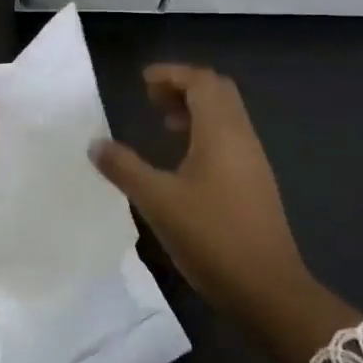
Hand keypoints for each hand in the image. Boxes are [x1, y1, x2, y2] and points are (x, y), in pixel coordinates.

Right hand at [92, 64, 360, 362]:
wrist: (267, 288)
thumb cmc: (211, 237)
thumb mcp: (158, 201)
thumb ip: (124, 168)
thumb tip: (95, 143)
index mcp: (221, 132)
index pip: (201, 81)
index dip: (172, 74)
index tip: (142, 81)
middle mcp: (242, 137)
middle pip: (218, 93)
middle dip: (184, 87)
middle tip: (151, 99)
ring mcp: (253, 161)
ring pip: (226, 117)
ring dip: (196, 111)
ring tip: (164, 126)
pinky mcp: (255, 183)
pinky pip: (230, 140)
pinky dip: (205, 134)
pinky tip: (184, 162)